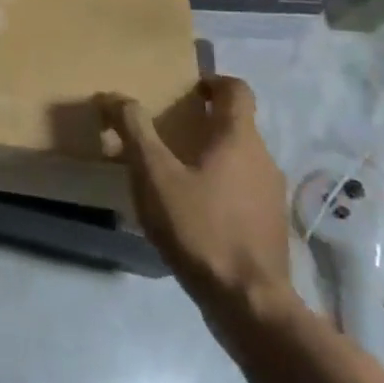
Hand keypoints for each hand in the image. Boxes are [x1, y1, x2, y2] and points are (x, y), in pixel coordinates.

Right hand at [99, 77, 294, 328]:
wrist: (247, 301)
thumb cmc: (199, 226)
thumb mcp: (153, 174)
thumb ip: (133, 130)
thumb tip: (113, 96)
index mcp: (239, 139)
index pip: (237, 90)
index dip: (213, 81)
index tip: (186, 88)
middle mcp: (263, 160)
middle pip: (236, 125)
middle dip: (203, 122)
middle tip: (165, 130)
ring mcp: (271, 195)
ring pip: (239, 159)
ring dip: (209, 156)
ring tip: (172, 172)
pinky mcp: (269, 226)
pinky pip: (242, 190)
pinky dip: (218, 186)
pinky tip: (190, 210)